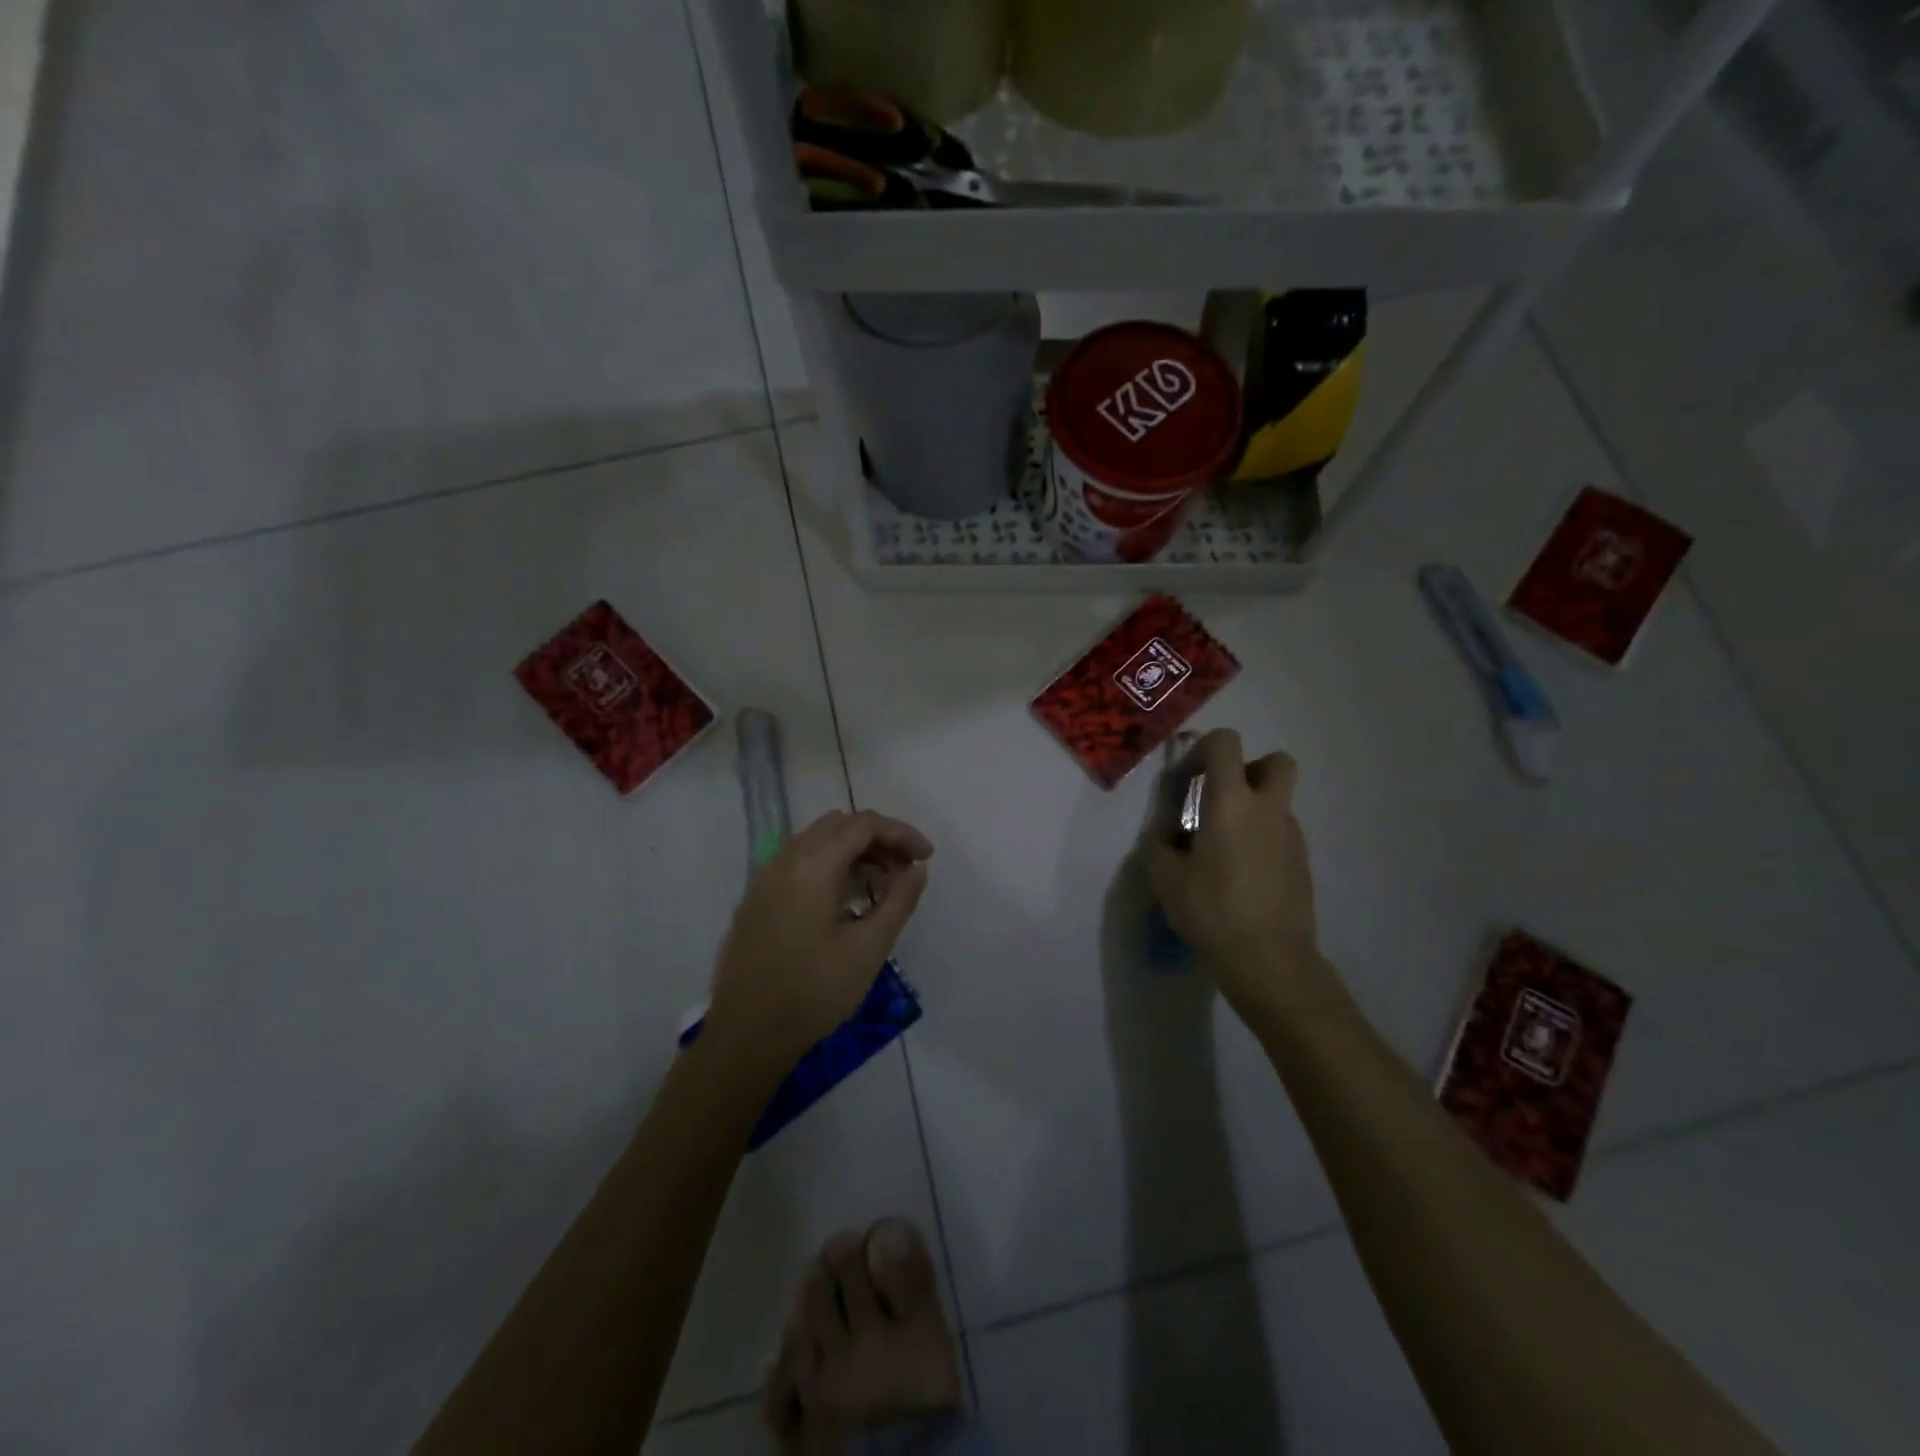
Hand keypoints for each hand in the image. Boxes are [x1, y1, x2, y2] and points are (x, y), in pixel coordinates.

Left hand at [706, 810, 932, 1072]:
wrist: (747, 1034)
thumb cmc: (814, 991)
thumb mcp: (869, 947)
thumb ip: (899, 900)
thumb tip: (917, 869)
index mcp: (813, 865)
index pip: (863, 824)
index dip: (901, 833)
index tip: (926, 857)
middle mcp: (785, 859)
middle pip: (839, 826)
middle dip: (878, 839)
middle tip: (905, 869)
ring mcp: (766, 878)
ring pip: (817, 842)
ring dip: (854, 853)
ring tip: (882, 888)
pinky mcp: (757, 899)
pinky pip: (799, 863)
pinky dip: (830, 867)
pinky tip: (847, 903)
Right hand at [1147, 730, 1337, 1017]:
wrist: (1269, 959)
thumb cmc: (1211, 910)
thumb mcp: (1165, 876)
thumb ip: (1160, 844)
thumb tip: (1167, 835)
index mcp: (1232, 802)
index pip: (1226, 743)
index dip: (1201, 750)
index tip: (1184, 782)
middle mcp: (1268, 809)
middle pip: (1276, 761)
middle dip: (1248, 769)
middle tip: (1220, 799)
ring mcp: (1292, 835)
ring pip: (1277, 801)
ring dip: (1252, 809)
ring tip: (1222, 849)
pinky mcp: (1303, 862)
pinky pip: (1280, 833)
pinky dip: (1261, 839)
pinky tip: (1241, 875)